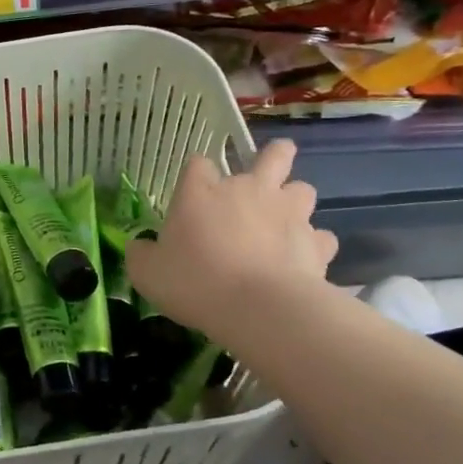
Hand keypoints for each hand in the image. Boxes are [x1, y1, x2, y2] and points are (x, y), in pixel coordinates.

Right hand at [126, 141, 337, 334]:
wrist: (258, 307)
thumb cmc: (194, 282)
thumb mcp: (147, 272)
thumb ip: (141, 254)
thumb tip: (140, 247)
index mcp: (202, 191)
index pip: (197, 164)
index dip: (195, 175)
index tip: (192, 194)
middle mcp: (248, 190)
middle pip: (273, 156)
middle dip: (274, 157)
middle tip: (267, 170)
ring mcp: (288, 213)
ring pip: (303, 189)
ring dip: (294, 200)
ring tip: (284, 219)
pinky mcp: (316, 243)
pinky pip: (321, 236)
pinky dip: (313, 244)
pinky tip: (303, 258)